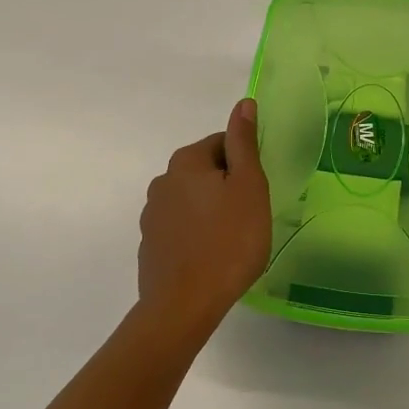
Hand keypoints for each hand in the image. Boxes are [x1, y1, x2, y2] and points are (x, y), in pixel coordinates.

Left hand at [137, 99, 271, 336]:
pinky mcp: (151, 244)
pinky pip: (181, 227)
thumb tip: (244, 104)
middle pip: (206, 171)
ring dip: (212, 211)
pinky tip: (212, 257)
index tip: (257, 192)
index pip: (223, 143)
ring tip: (232, 240)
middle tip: (250, 217)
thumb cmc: (228, 241)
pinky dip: (197, 234)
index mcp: (187, 161)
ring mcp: (152, 214)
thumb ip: (244, 143)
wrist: (184, 305)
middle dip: (228, 187)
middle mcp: (163, 180)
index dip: (245, 165)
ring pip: (193, 200)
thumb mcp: (249, 186)